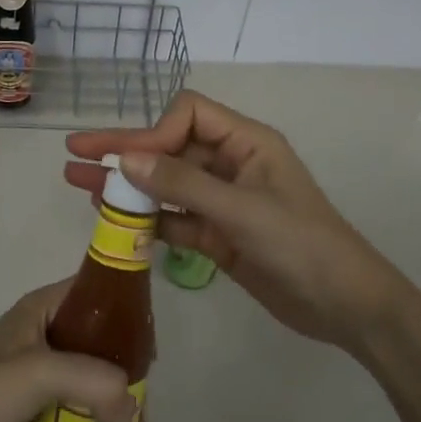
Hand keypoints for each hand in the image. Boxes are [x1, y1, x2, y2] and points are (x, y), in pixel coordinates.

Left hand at [0, 281, 135, 421]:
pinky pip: (73, 398)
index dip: (129, 312)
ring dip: (112, 393)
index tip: (152, 351)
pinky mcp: (29, 398)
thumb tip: (132, 413)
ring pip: (88, 370)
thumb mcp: (42, 374)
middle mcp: (43, 329)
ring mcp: (35, 364)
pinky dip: (92, 412)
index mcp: (44, 307)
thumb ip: (93, 383)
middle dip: (125, 364)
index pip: (98, 292)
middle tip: (143, 401)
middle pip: (99, 336)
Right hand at [66, 91, 403, 353]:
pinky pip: (175, 218)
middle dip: (124, 148)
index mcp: (246, 142)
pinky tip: (112, 218)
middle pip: (170, 146)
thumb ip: (183, 184)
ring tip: (77, 182)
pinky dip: (147, 218)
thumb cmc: (303, 246)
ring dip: (127, 184)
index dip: (155, 131)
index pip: (188, 114)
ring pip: (166, 184)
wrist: (346, 307)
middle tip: (74, 151)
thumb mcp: (242, 211)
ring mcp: (223, 200)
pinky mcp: (218, 234)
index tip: (131, 161)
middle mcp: (231, 164)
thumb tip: (125, 158)